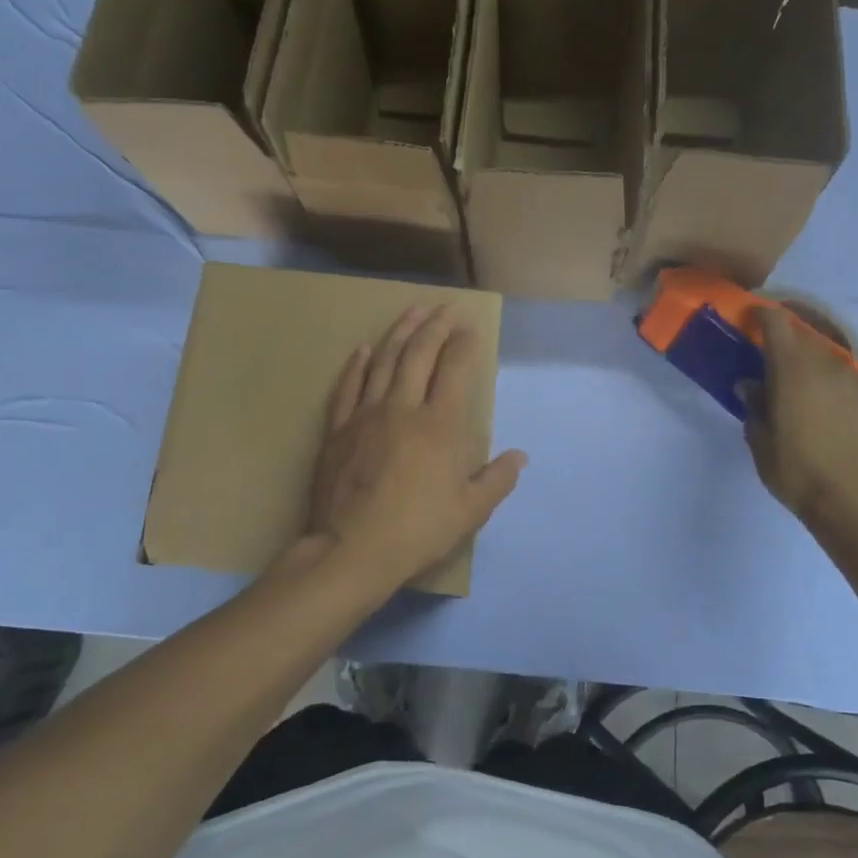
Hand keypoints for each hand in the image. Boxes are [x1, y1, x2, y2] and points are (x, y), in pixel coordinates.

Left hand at [308, 305, 526, 594]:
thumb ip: (497, 480)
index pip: (456, 369)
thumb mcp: (470, 512)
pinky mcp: (338, 429)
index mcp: (440, 425)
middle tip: (447, 307)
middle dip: (436, 325)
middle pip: (420, 354)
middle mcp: (404, 407)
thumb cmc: (418, 531)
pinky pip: (348, 386)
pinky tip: (364, 348)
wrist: (351, 550)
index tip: (472, 329)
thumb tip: (519, 457)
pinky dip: (358, 364)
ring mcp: (366, 414)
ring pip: (385, 361)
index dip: (465, 344)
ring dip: (401, 332)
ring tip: (413, 311)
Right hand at [745, 303, 857, 531]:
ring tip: (791, 374)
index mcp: (793, 370)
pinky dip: (824, 375)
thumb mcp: (760, 440)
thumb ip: (754, 405)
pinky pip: (840, 374)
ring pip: (824, 353)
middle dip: (783, 335)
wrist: (851, 500)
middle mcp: (824, 366)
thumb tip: (750, 384)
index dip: (763, 315)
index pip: (778, 324)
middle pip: (802, 334)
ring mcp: (850, 381)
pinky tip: (816, 397)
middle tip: (765, 349)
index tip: (750, 318)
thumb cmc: (795, 469)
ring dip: (806, 354)